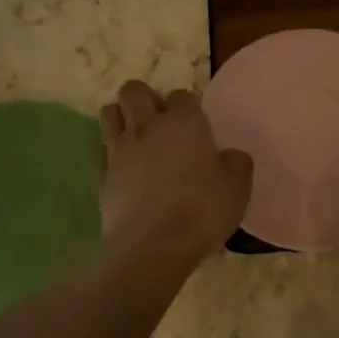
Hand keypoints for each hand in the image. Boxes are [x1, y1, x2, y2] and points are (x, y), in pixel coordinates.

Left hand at [99, 81, 252, 260]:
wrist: (153, 245)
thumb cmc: (201, 211)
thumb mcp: (237, 189)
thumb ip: (236, 166)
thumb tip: (232, 158)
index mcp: (183, 123)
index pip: (183, 96)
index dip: (189, 107)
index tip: (197, 125)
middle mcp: (147, 127)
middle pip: (134, 91)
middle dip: (145, 98)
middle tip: (160, 121)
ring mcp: (119, 151)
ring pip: (109, 113)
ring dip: (121, 118)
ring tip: (136, 138)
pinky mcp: (102, 177)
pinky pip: (101, 151)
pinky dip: (111, 153)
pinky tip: (124, 169)